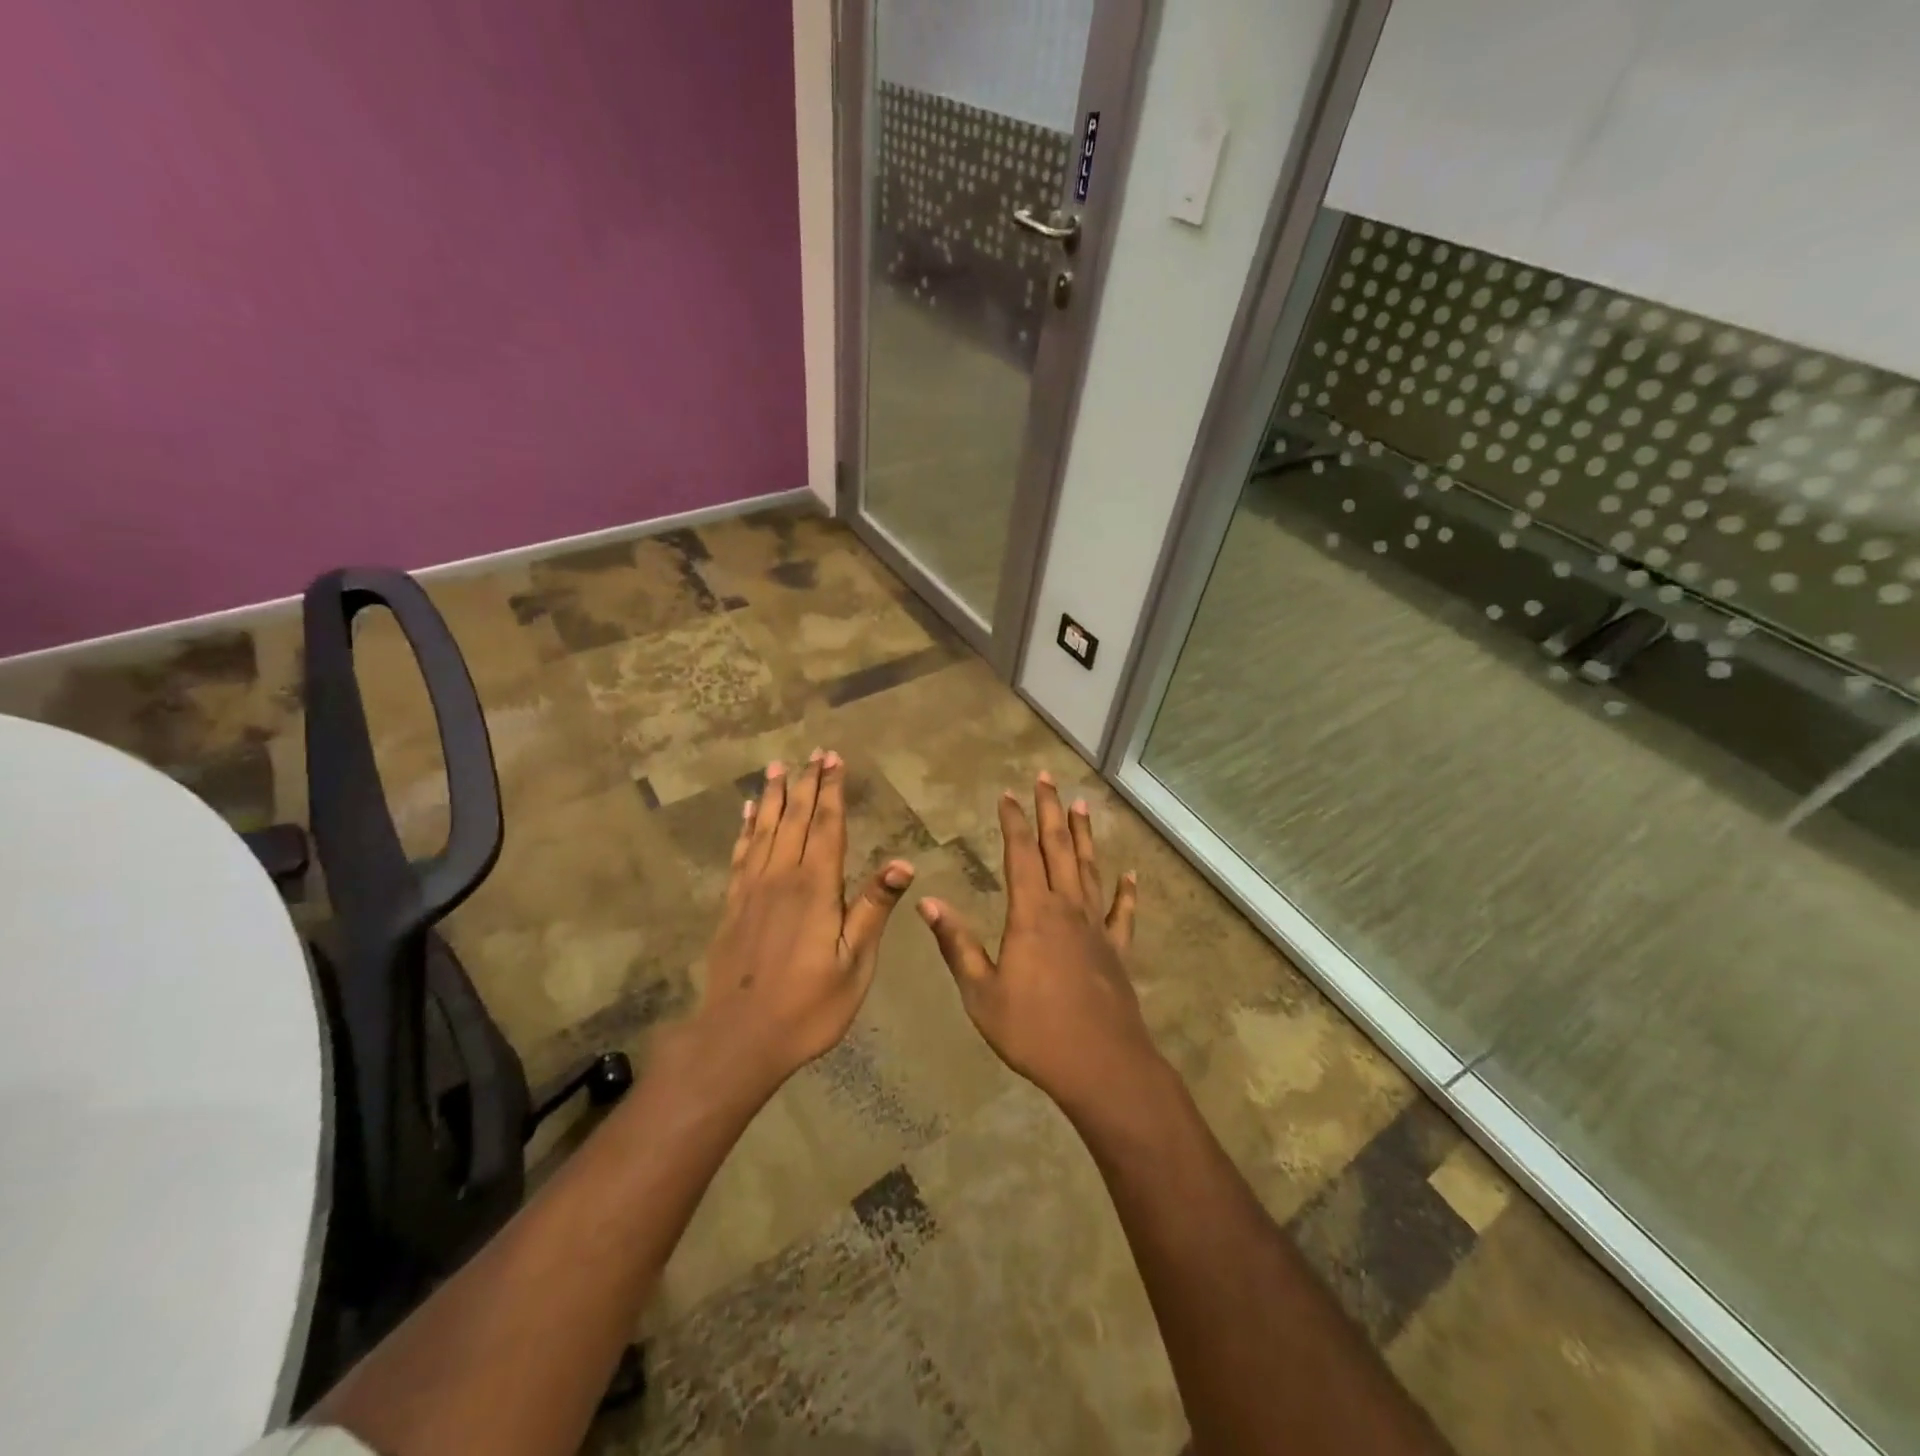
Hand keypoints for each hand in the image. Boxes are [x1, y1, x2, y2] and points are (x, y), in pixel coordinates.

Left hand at [690, 750, 913, 1096]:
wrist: (739, 1038)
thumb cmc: (808, 1006)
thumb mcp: (854, 964)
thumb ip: (872, 910)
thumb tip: (902, 863)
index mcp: (816, 888)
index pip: (827, 827)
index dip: (832, 791)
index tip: (833, 760)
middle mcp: (781, 877)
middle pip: (796, 820)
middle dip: (806, 784)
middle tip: (813, 753)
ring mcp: (752, 889)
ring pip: (765, 830)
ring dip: (774, 796)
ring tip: (778, 766)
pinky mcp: (733, 905)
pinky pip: (741, 854)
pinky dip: (746, 829)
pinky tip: (749, 813)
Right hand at [916, 773, 1152, 1112]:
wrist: (1100, 1066)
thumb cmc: (1033, 1031)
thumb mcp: (981, 992)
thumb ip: (956, 944)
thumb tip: (928, 902)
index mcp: (1031, 913)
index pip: (1020, 854)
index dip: (1014, 821)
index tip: (1008, 794)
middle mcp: (1067, 908)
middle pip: (1059, 848)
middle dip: (1050, 811)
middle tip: (1047, 778)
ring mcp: (1096, 927)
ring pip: (1090, 869)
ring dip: (1085, 835)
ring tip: (1082, 805)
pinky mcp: (1117, 950)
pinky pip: (1123, 913)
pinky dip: (1127, 891)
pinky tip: (1131, 875)